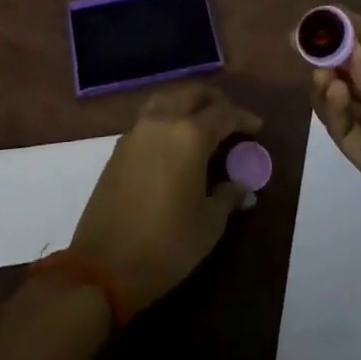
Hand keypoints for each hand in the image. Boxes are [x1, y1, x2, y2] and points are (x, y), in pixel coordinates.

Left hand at [70, 84, 260, 312]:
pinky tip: (174, 142)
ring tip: (202, 123)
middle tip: (230, 119)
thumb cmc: (166, 244)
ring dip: (187, 103)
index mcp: (189, 134)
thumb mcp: (208, 224)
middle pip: (192, 94)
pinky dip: (167, 118)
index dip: (243, 118)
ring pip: (166, 99)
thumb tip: (242, 187)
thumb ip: (228, 197)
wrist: (103, 265)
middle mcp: (163, 122)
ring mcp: (137, 132)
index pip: (223, 113)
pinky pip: (149, 118)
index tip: (257, 127)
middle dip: (214, 101)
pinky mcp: (119, 148)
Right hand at [309, 9, 360, 278]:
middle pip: (353, 69)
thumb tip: (350, 58)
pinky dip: (333, 111)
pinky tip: (332, 91)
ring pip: (343, 100)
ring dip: (327, 80)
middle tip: (303, 39)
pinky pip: (346, 133)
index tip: (323, 15)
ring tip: (322, 71)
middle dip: (329, 52)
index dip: (351, 28)